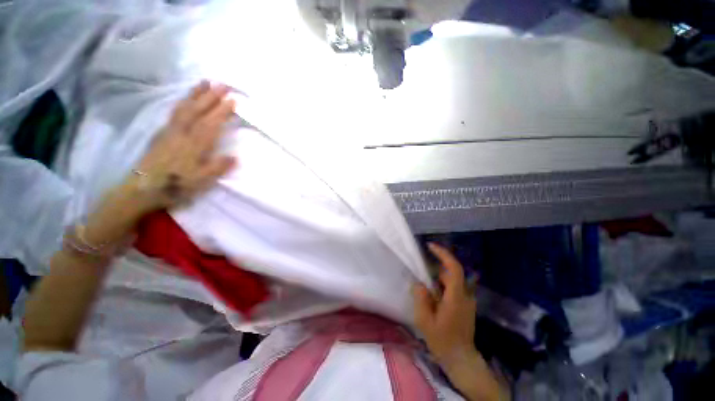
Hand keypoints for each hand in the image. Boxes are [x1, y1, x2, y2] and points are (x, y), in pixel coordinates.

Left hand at [81, 81, 237, 245]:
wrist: (142, 188)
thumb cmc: (176, 185)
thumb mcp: (201, 181)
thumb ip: (218, 168)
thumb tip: (235, 157)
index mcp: (194, 145)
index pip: (211, 124)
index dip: (222, 111)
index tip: (233, 100)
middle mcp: (182, 133)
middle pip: (198, 111)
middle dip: (211, 97)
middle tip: (223, 84)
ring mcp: (170, 131)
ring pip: (185, 108)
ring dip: (196, 94)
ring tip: (205, 83)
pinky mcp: (162, 133)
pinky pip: (175, 113)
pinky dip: (183, 102)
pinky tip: (186, 99)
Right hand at [413, 243, 477, 367]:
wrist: (461, 359)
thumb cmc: (442, 341)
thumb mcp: (425, 320)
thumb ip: (421, 298)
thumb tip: (419, 283)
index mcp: (456, 297)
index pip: (454, 268)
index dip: (443, 254)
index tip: (430, 246)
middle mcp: (465, 295)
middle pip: (451, 273)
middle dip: (436, 271)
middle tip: (421, 276)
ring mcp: (468, 301)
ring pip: (452, 282)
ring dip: (438, 281)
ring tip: (426, 292)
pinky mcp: (466, 305)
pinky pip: (453, 289)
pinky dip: (442, 288)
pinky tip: (433, 300)